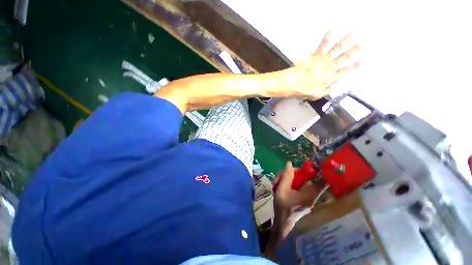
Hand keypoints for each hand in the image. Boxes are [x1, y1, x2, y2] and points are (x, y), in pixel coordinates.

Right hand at [272, 162, 323, 236]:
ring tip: (275, 182)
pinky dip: (287, 183)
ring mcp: (305, 194)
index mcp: (310, 193)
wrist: (281, 222)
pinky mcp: (300, 195)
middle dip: (291, 173)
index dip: (321, 171)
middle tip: (279, 176)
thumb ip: (286, 176)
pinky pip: (296, 184)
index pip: (323, 181)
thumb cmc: (283, 208)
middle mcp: (310, 193)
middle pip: (305, 177)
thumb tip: (289, 163)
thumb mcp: (282, 190)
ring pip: (298, 180)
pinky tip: (278, 185)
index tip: (313, 162)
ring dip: (286, 178)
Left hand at [286, 30, 360, 99]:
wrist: (296, 83)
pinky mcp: (316, 55)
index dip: (353, 67)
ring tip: (353, 32)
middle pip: (344, 57)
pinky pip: (323, 44)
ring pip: (337, 48)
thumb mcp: (317, 95)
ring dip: (346, 40)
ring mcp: (323, 60)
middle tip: (361, 43)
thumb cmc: (305, 90)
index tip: (361, 62)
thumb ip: (326, 90)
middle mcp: (330, 67)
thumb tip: (333, 87)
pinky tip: (332, 29)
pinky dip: (328, 37)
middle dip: (353, 50)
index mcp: (331, 77)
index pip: (345, 71)